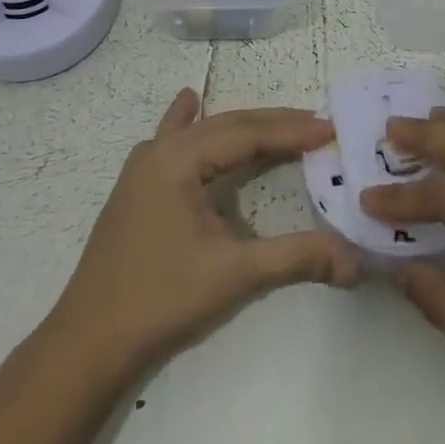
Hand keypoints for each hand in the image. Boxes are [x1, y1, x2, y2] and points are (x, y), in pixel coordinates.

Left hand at [48, 89, 363, 385]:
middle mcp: (160, 150)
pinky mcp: (137, 186)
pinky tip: (190, 101)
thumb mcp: (235, 274)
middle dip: (274, 124)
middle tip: (317, 125)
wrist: (88, 342)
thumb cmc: (162, 300)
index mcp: (180, 158)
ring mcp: (143, 166)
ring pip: (203, 132)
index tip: (331, 129)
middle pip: (228, 125)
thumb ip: (297, 258)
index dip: (292, 131)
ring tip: (280, 121)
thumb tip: (356, 261)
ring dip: (243, 126)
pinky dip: (189, 121)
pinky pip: (171, 139)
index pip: (248, 134)